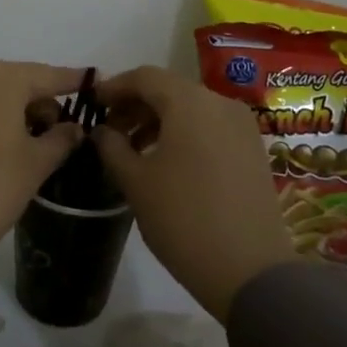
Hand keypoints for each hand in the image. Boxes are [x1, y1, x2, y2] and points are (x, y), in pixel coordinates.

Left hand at [0, 60, 85, 273]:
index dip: (72, 82)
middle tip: (57, 131)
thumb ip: (60, 139)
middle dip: (37, 102)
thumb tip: (74, 128)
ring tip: (23, 144)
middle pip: (13, 81)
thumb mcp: (34, 166)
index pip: (46, 75)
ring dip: (7, 111)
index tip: (94, 82)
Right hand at [91, 66, 294, 320]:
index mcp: (189, 103)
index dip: (114, 87)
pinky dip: (184, 132)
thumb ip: (112, 147)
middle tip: (110, 130)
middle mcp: (220, 103)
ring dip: (159, 120)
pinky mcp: (253, 149)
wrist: (250, 269)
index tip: (92, 104)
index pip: (144, 76)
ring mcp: (242, 126)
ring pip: (192, 108)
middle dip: (136, 105)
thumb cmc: (183, 219)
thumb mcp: (135, 182)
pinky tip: (167, 161)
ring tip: (134, 149)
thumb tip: (102, 131)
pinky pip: (211, 126)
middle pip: (170, 89)